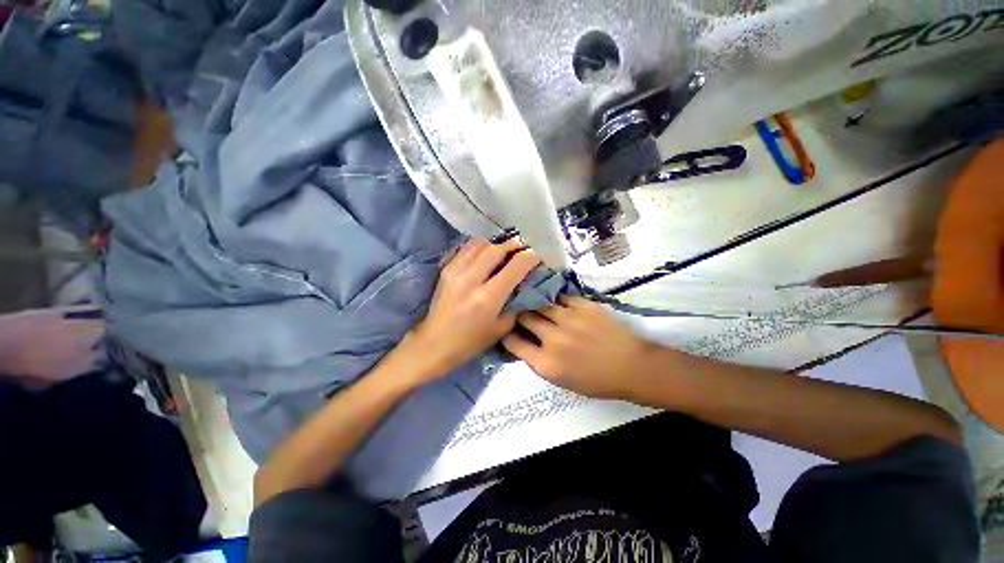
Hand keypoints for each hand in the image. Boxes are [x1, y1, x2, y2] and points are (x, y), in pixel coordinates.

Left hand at [402, 237, 540, 384]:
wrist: (435, 343)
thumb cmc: (471, 341)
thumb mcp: (502, 328)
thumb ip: (515, 303)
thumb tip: (524, 284)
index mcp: (488, 297)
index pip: (515, 266)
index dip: (530, 257)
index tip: (536, 256)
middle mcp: (471, 279)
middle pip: (497, 249)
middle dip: (513, 245)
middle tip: (522, 248)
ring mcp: (455, 271)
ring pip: (479, 244)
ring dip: (495, 245)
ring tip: (502, 251)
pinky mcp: (445, 269)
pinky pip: (465, 248)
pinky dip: (478, 247)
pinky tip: (483, 256)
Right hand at [502, 296, 654, 399]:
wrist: (632, 367)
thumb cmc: (596, 381)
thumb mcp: (561, 381)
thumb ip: (539, 362)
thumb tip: (523, 343)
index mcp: (546, 364)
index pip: (513, 342)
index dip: (506, 334)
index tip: (507, 329)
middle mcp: (554, 339)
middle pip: (524, 318)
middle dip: (518, 315)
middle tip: (519, 312)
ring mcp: (570, 320)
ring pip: (541, 304)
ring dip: (535, 304)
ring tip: (533, 300)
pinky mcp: (584, 306)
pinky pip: (561, 298)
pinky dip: (555, 300)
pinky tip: (554, 300)